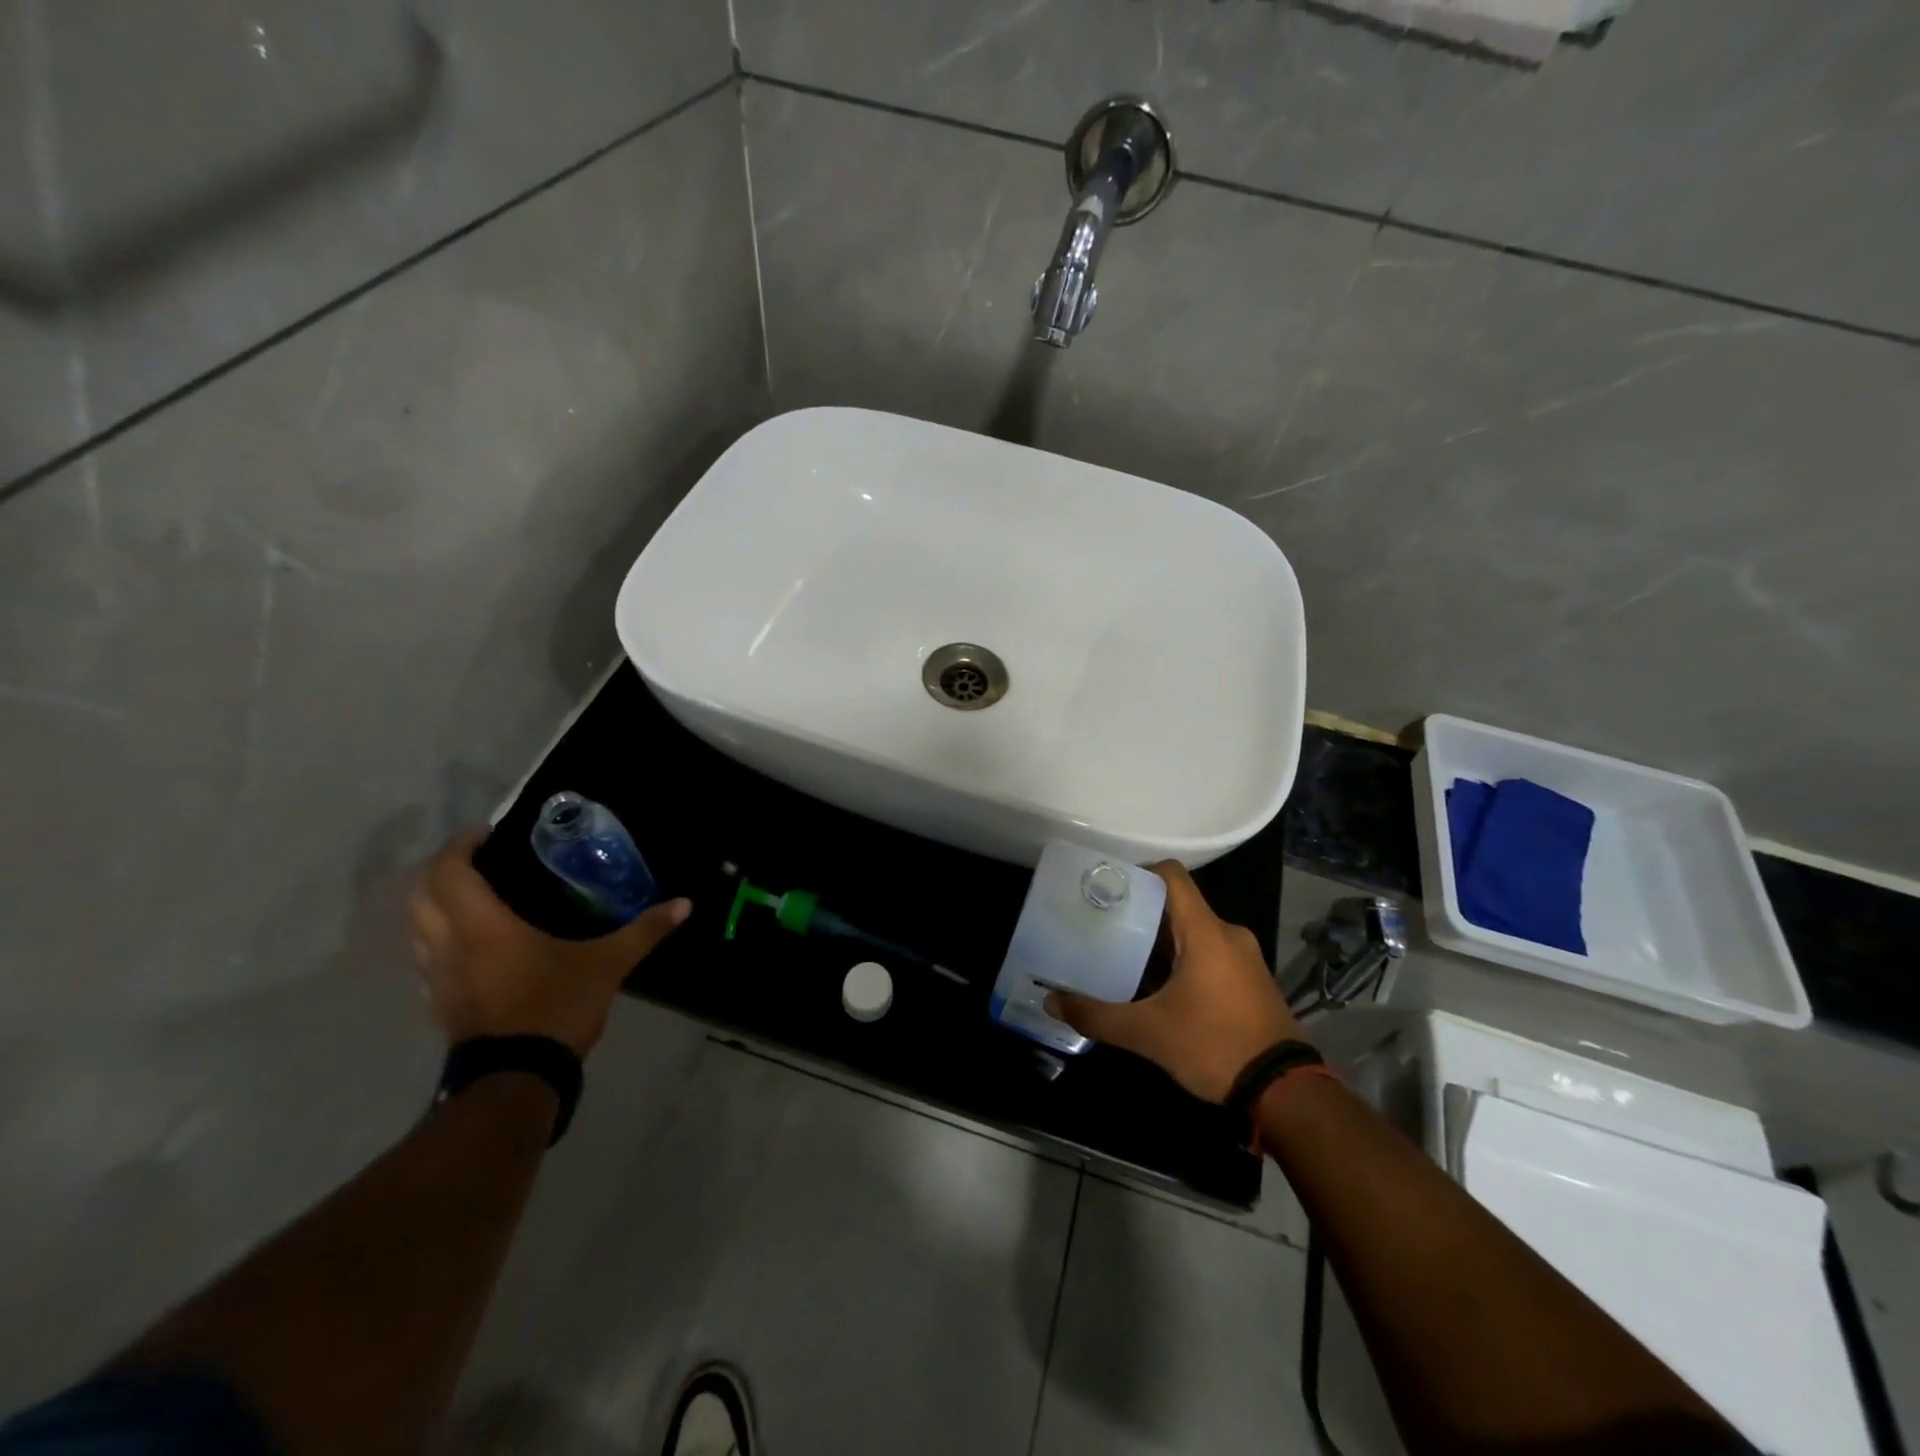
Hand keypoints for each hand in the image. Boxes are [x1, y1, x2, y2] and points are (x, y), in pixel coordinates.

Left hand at [409, 829, 689, 1056]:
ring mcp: (437, 978)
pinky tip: (470, 945)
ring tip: (473, 895)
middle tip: (478, 858)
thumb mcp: (607, 965)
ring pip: (416, 927)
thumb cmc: (555, 1008)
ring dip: (435, 903)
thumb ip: (643, 931)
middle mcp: (448, 946)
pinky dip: (438, 938)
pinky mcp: (439, 1004)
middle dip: (441, 868)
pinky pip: (426, 957)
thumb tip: (684, 904)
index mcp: (482, 927)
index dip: (461, 845)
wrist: (515, 1080)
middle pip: (420, 894)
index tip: (487, 832)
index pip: (450, 872)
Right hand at [1045, 861, 1304, 1103]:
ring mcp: (1244, 957)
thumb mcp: (1148, 1034)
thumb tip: (1051, 1002)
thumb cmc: (1215, 1047)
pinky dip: (1182, 959)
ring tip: (1124, 957)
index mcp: (1205, 931)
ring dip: (1160, 941)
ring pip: (1193, 932)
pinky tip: (1158, 986)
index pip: (1171, 875)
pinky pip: (1209, 953)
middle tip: (1103, 927)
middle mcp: (1228, 934)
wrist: (1286, 1093)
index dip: (1138, 872)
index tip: (1106, 888)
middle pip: (1177, 905)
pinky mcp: (1251, 979)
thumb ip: (1097, 1015)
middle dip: (1140, 914)